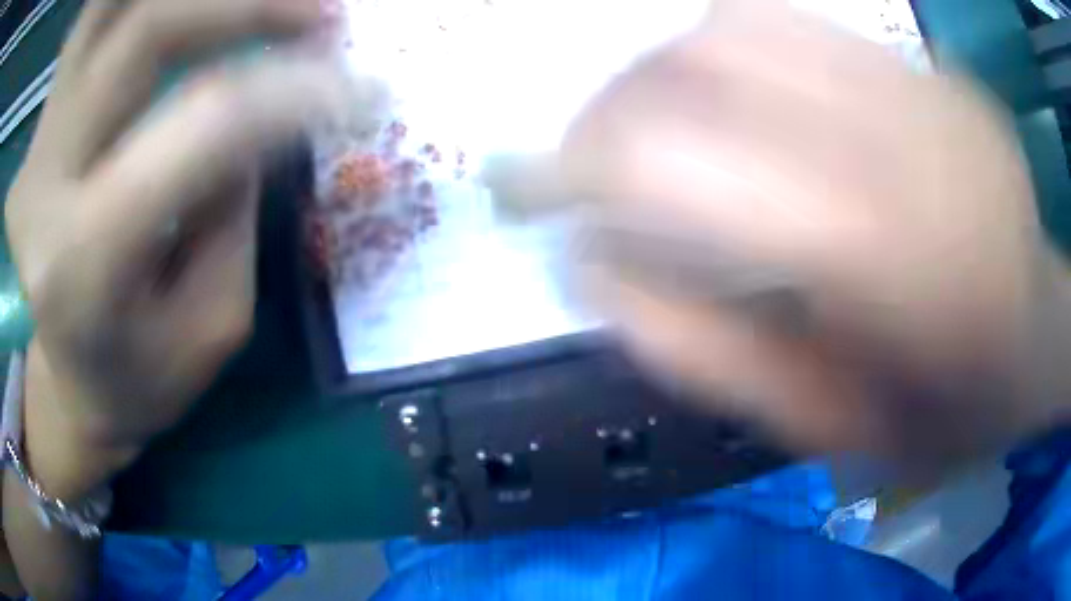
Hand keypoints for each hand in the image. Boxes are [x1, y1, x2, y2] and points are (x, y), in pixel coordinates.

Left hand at [4, 0, 357, 489]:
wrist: (61, 381)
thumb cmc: (134, 382)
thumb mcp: (207, 330)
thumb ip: (236, 211)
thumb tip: (269, 108)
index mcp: (85, 263)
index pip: (202, 127)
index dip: (293, 92)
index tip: (362, 89)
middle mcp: (46, 180)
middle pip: (147, 33)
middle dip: (247, 6)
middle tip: (320, 17)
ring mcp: (39, 139)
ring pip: (103, 9)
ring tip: (250, 4)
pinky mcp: (41, 122)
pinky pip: (89, 24)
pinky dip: (130, 1)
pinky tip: (180, 10)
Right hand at [562, 1, 1070, 468]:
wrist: (1037, 336)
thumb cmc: (945, 409)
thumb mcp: (825, 427)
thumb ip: (703, 355)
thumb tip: (587, 271)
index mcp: (877, 252)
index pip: (668, 160)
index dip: (566, 165)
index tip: (513, 186)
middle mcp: (897, 133)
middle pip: (693, 61)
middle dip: (609, 111)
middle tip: (587, 164)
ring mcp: (918, 81)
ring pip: (737, 22)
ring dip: (663, 71)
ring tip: (654, 126)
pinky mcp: (929, 67)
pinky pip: (796, 24)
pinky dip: (729, 53)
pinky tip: (735, 103)